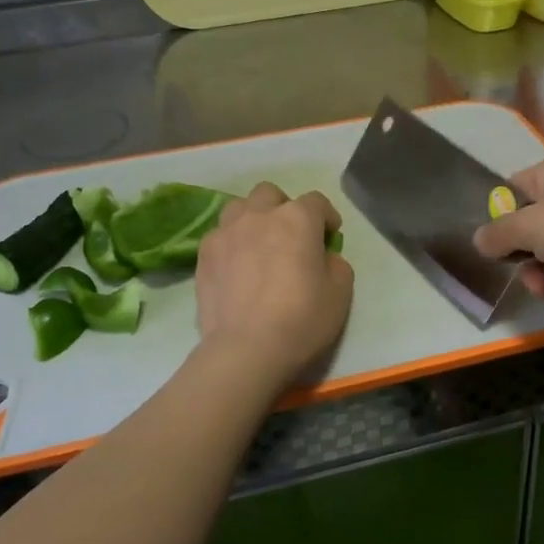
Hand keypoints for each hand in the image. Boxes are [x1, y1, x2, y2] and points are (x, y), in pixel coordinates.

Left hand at [195, 182, 353, 386]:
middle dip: (283, 208)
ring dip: (252, 218)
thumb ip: (336, 264)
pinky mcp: (203, 255)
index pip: (316, 202)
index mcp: (297, 219)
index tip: (330, 235)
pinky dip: (231, 243)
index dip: (326, 216)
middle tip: (291, 236)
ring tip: (258, 244)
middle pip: (270, 194)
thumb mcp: (340, 293)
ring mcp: (226, 232)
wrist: (246, 349)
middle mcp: (259, 215)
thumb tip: (324, 257)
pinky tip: (236, 266)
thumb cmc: (302, 319)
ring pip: (239, 207)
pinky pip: (219, 235)